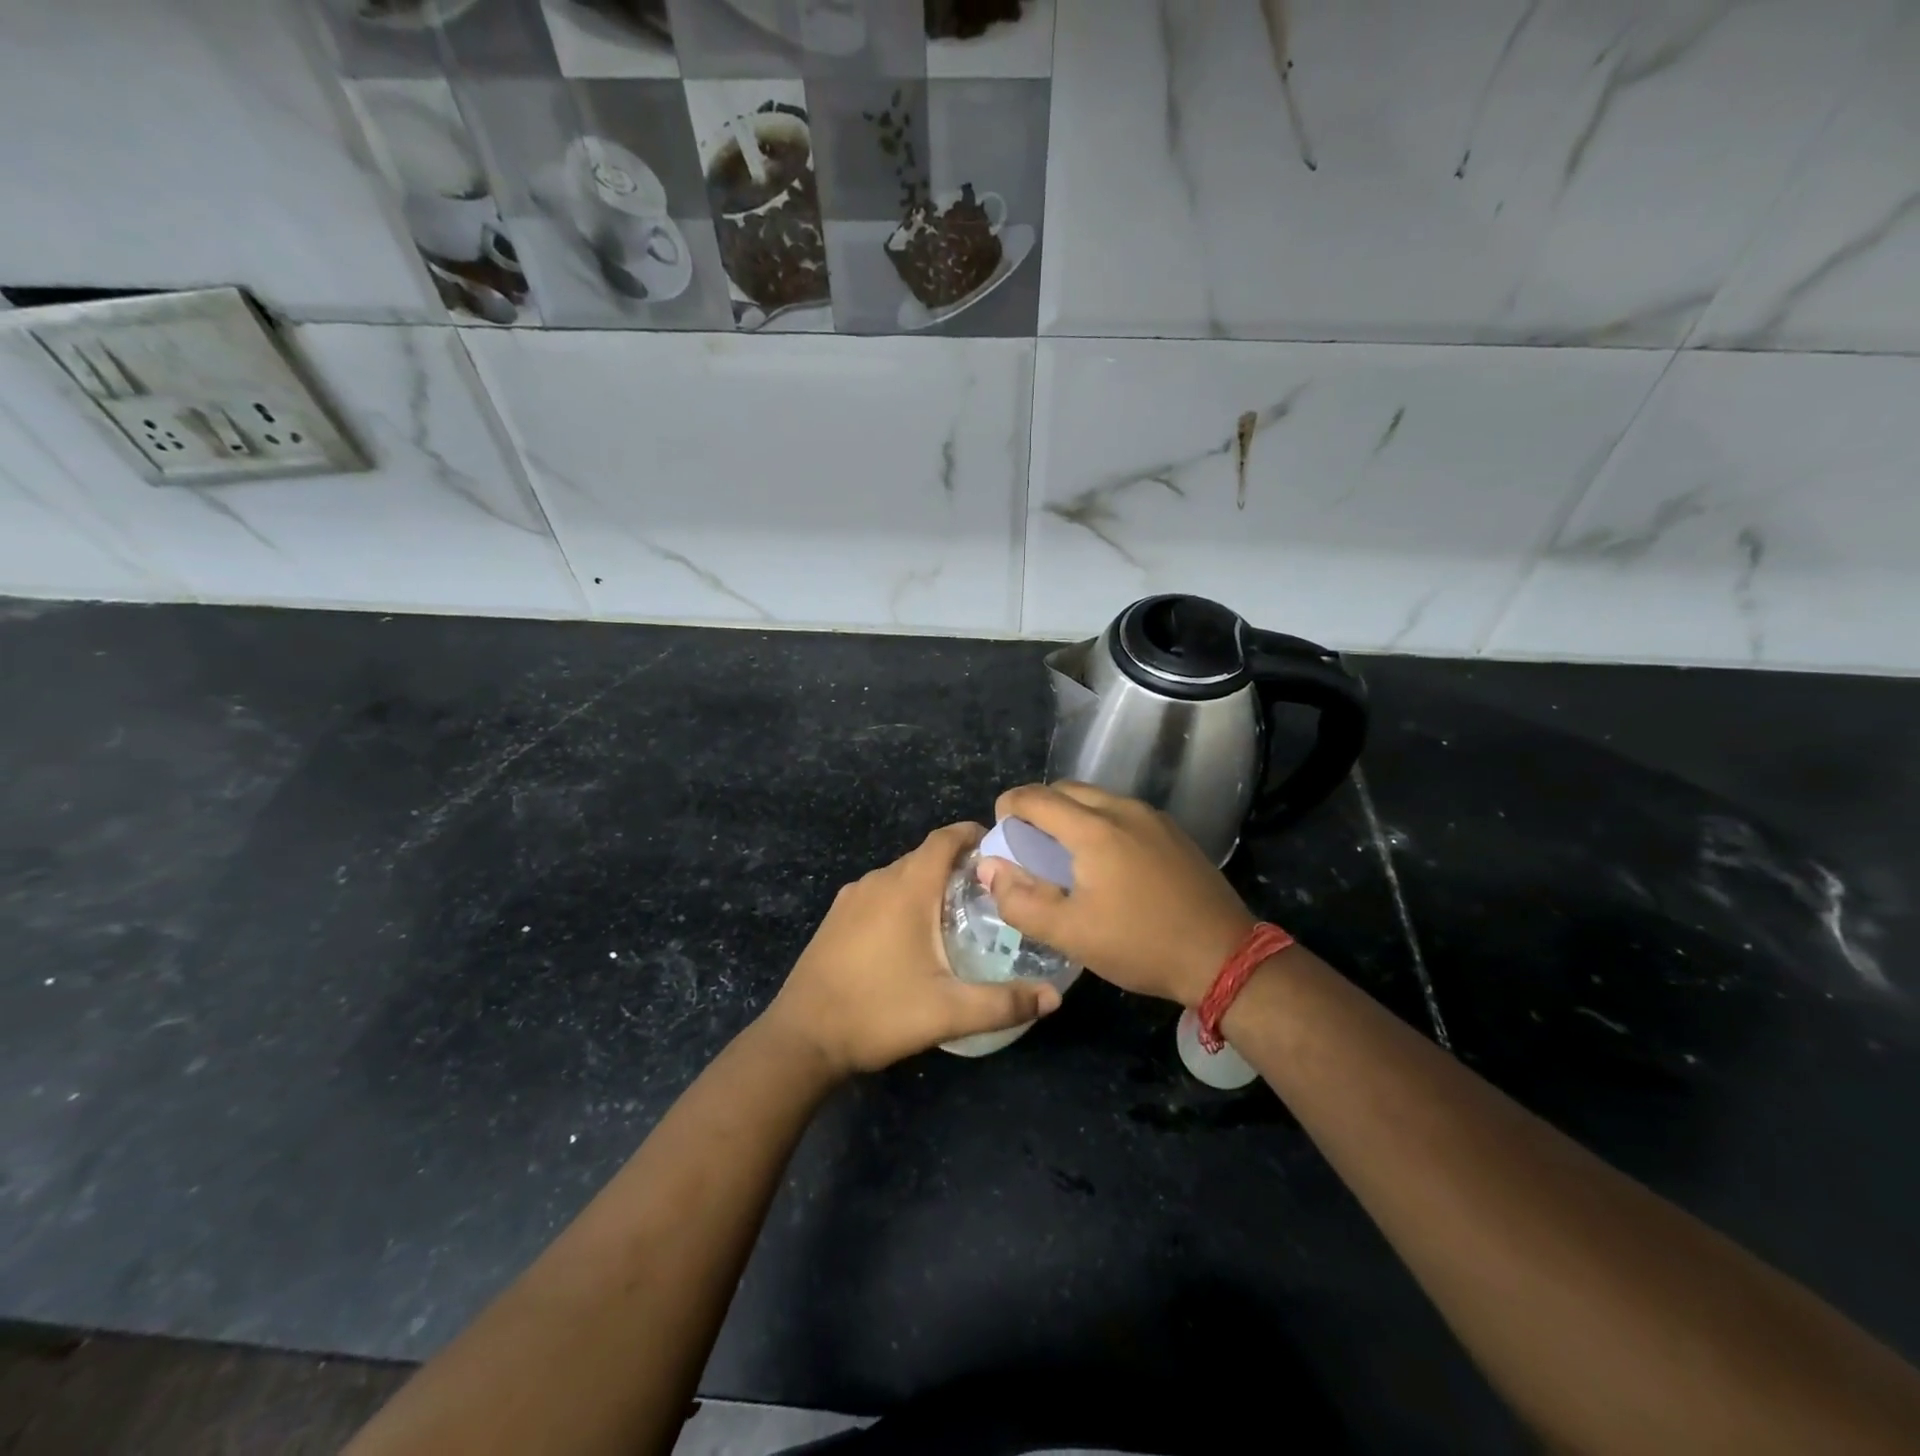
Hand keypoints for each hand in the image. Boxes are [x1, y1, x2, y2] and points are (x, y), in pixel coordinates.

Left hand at [763, 822, 1062, 1076]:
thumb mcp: (948, 1012)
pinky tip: (914, 935)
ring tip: (959, 914)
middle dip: (959, 865)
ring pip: (901, 875)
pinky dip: (904, 898)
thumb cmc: (878, 1013)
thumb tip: (1054, 998)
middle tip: (991, 893)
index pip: (945, 838)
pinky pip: (880, 892)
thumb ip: (1004, 1003)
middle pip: (925, 856)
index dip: (973, 834)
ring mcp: (852, 897)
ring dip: (930, 883)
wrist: (802, 1038)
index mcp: (907, 888)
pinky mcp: (836, 917)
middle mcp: (878, 881)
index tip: (1002, 850)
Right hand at [984, 783, 1256, 1007]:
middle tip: (1028, 846)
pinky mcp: (1173, 831)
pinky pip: (1122, 812)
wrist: (1224, 956)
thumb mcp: (1070, 933)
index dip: (1008, 807)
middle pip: (1065, 790)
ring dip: (1070, 814)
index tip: (1000, 833)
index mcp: (1094, 829)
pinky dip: (1099, 822)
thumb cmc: (1140, 944)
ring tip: (1064, 855)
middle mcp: (1122, 809)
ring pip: (1096, 798)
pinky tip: (1106, 862)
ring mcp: (1153, 817)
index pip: (1035, 797)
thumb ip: (1020, 900)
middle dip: (1038, 808)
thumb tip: (990, 867)